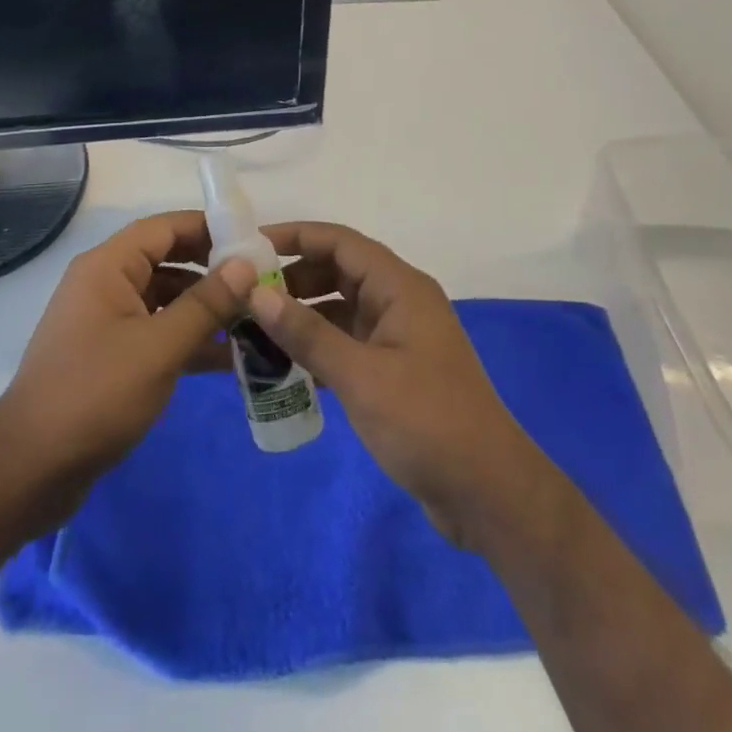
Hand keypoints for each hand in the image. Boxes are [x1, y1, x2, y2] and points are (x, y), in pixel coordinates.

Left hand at [0, 210, 256, 529]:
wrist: (30, 469)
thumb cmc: (96, 394)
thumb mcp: (159, 347)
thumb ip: (206, 304)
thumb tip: (245, 265)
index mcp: (108, 266)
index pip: (164, 227)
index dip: (209, 228)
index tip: (252, 241)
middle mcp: (105, 284)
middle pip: (167, 261)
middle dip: (213, 271)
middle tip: (261, 283)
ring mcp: (106, 321)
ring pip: (165, 299)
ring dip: (205, 309)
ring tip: (254, 322)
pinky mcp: (110, 356)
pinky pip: (156, 332)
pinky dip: (188, 340)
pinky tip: (228, 359)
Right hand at [248, 222, 546, 548]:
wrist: (488, 494)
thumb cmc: (427, 423)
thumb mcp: (360, 376)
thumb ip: (307, 333)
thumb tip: (256, 292)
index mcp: (400, 287)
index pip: (340, 241)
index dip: (295, 237)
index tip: (248, 246)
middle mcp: (399, 301)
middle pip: (338, 271)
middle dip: (292, 278)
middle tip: (243, 295)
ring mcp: (398, 337)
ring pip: (340, 309)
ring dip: (301, 315)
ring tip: (253, 330)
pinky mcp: (394, 370)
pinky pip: (346, 342)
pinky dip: (316, 346)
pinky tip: (283, 365)